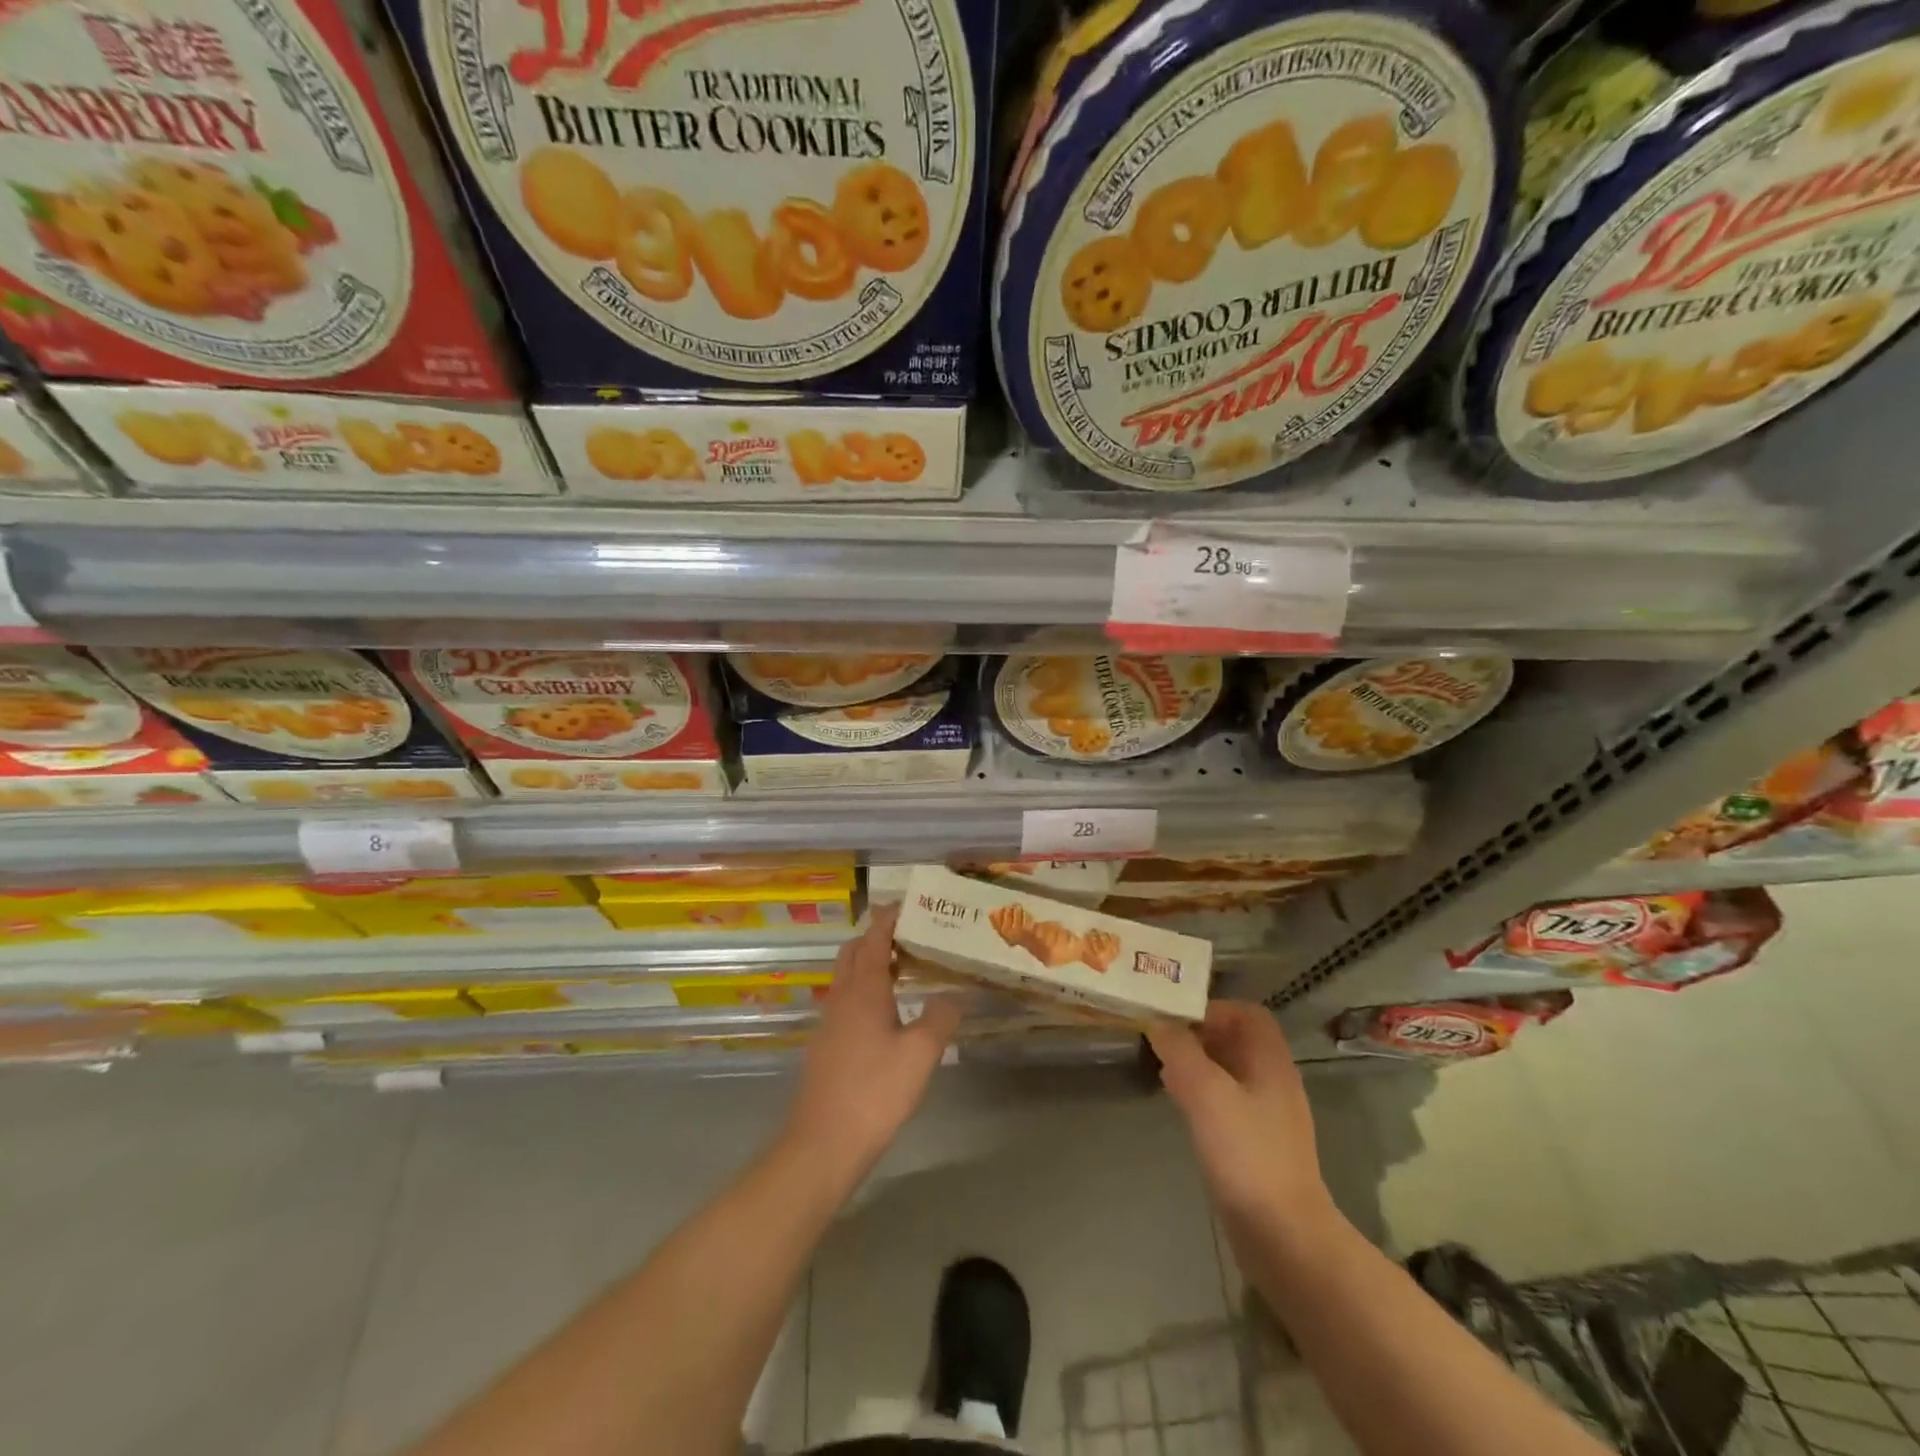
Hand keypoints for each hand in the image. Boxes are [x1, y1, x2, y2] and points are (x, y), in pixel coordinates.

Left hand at [783, 908, 962, 1178]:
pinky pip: (846, 1003)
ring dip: (870, 965)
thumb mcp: (920, 1054)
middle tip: (909, 936)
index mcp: (864, 990)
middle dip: (876, 938)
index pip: (874, 940)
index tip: (907, 905)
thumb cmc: (875, 1091)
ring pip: (847, 979)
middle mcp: (842, 998)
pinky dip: (865, 993)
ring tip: (904, 972)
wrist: (823, 1144)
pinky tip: (886, 1016)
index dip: (889, 919)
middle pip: (854, 953)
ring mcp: (829, 1024)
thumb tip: (952, 996)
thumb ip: (940, 1019)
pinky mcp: (826, 1048)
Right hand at [1147, 1002, 1334, 1233]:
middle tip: (1160, 1039)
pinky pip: (1225, 1102)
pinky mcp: (1254, 1144)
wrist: (1283, 1237)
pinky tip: (1177, 1102)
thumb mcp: (1206, 1092)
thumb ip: (1181, 1051)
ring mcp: (1266, 1115)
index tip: (1177, 1018)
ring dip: (1196, 1063)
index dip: (1213, 1008)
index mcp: (1271, 1062)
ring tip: (1161, 1066)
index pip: (1247, 1014)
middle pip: (1236, 1040)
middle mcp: (1272, 1081)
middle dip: (1198, 1034)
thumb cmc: (1247, 1154)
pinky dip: (1200, 1092)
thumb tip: (1159, 1022)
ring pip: (1228, 1071)